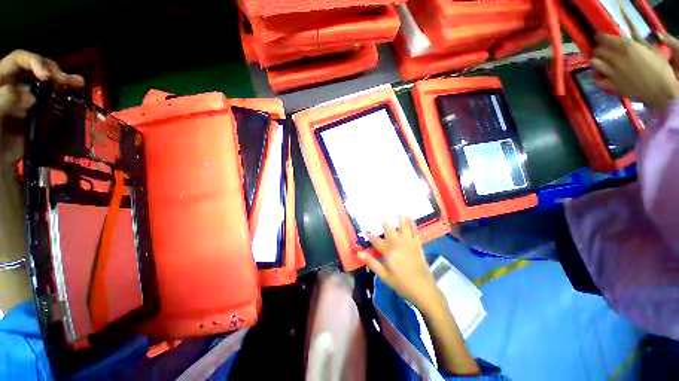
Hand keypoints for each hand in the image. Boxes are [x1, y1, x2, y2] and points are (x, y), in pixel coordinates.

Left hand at [0, 50, 83, 165]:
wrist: (0, 159)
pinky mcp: (39, 110)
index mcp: (3, 79)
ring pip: (48, 83)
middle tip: (70, 80)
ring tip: (79, 83)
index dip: (35, 62)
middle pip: (37, 69)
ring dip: (64, 82)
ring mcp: (29, 97)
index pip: (19, 60)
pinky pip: (53, 101)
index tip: (46, 76)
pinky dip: (65, 99)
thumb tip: (30, 96)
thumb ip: (5, 101)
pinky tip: (75, 98)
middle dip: (54, 72)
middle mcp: (17, 83)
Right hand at [359, 217, 439, 307]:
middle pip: (390, 230)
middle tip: (381, 213)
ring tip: (398, 210)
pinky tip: (411, 219)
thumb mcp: (384, 276)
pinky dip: (412, 224)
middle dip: (385, 221)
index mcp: (389, 252)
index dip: (370, 235)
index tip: (365, 229)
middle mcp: (398, 244)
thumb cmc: (402, 284)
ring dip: (401, 218)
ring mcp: (409, 243)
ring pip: (404, 227)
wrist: (424, 289)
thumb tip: (359, 252)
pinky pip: (415, 231)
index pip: (376, 241)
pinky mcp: (418, 245)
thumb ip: (372, 262)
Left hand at [591, 33, 678, 108]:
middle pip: (598, 50)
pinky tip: (601, 76)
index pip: (605, 39)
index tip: (598, 36)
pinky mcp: (611, 85)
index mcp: (626, 47)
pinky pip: (598, 80)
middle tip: (600, 49)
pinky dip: (597, 77)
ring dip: (595, 61)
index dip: (599, 37)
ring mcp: (612, 73)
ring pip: (594, 63)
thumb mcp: (650, 50)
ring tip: (599, 61)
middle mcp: (616, 58)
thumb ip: (637, 43)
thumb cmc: (660, 68)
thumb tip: (628, 39)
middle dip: (597, 48)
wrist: (661, 90)